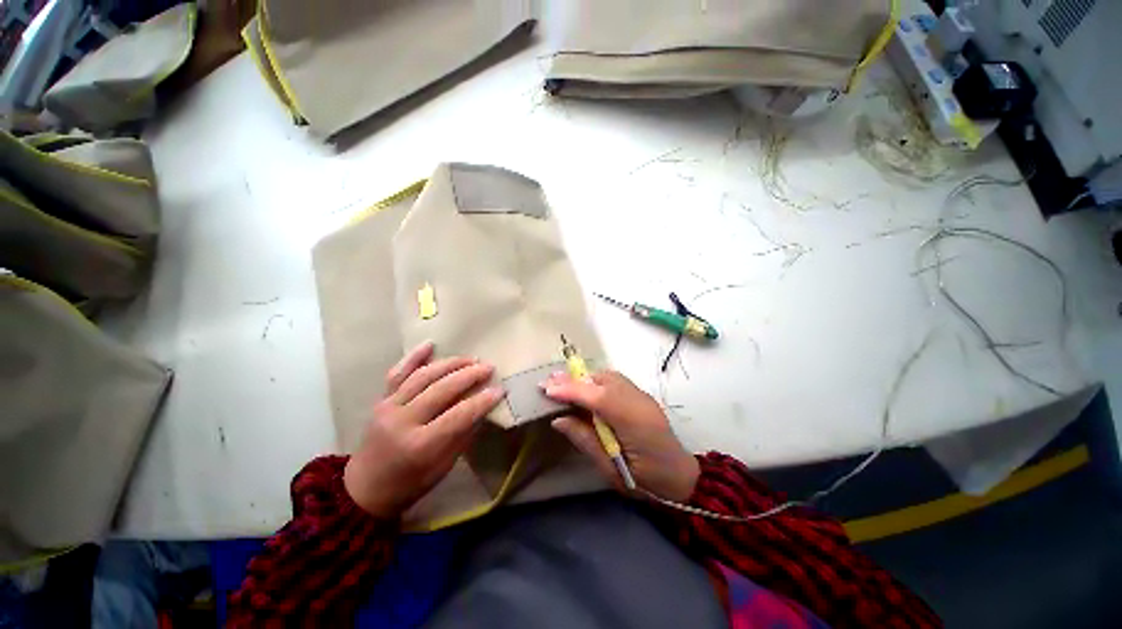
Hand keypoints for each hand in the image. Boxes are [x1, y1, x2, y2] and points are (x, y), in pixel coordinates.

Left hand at [344, 341, 505, 518]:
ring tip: (470, 359)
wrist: (363, 490)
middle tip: (488, 367)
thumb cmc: (409, 484)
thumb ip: (463, 436)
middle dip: (469, 375)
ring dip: (450, 364)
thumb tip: (483, 409)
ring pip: (423, 376)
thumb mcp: (443, 467)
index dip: (482, 401)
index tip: (499, 389)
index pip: (459, 415)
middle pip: (441, 389)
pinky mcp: (381, 400)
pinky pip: (398, 373)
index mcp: (421, 445)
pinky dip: (414, 357)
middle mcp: (403, 421)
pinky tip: (430, 344)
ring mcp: (388, 407)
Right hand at [543, 371, 699, 502]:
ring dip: (584, 378)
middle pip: (602, 380)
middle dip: (573, 380)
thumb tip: (558, 420)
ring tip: (561, 383)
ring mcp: (642, 395)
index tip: (546, 389)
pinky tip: (584, 387)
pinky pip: (615, 381)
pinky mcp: (642, 396)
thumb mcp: (610, 469)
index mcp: (633, 422)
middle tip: (548, 383)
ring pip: (609, 376)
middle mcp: (639, 401)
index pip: (597, 397)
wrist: (680, 479)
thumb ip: (585, 440)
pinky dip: (595, 381)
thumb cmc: (645, 482)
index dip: (571, 390)